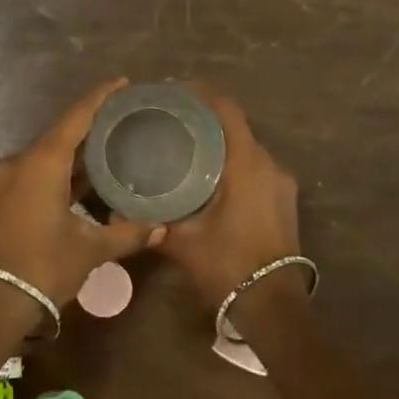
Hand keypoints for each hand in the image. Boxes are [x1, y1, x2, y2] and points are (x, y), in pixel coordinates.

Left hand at [0, 79, 161, 306]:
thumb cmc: (44, 266)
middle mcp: (20, 162)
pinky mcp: (0, 198)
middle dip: (89, 125)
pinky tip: (79, 180)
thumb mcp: (90, 250)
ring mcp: (5, 180)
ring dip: (73, 152)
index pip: (75, 118)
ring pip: (45, 155)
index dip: (99, 97)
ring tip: (107, 148)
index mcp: (43, 163)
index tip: (120, 83)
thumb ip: (127, 234)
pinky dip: (57, 171)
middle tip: (122, 120)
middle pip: (60, 134)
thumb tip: (162, 228)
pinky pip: (33, 172)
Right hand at [158, 88, 301, 307]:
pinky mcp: (285, 201)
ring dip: (221, 144)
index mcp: (247, 165)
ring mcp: (282, 184)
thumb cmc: (228, 266)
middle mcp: (269, 165)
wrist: (273, 304)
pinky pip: (257, 169)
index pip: (227, 111)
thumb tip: (113, 213)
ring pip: (248, 149)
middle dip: (206, 121)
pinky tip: (210, 179)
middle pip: (237, 127)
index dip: (202, 95)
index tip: (174, 93)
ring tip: (187, 149)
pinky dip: (234, 164)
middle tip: (172, 124)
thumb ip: (152, 222)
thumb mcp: (183, 243)